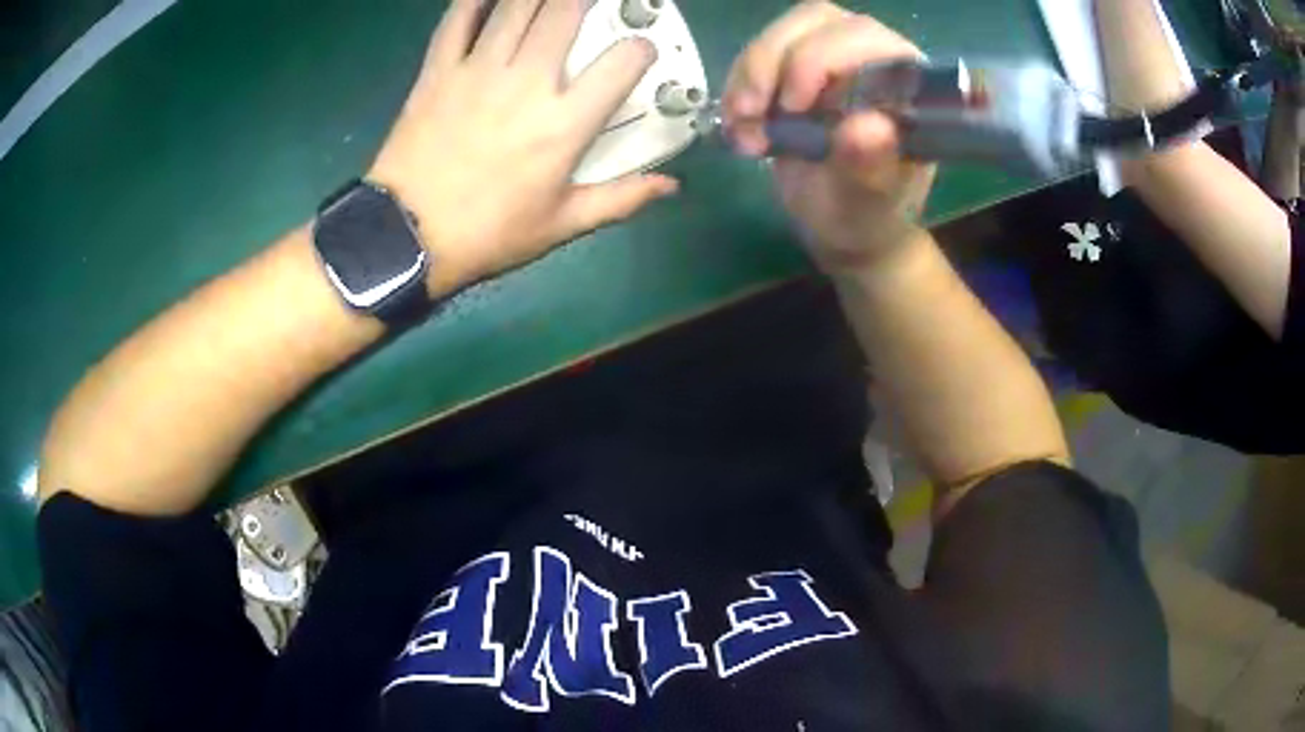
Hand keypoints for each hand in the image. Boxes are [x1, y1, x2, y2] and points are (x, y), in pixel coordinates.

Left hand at [370, 0, 678, 290]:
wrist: (406, 237)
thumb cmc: (487, 234)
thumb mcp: (561, 225)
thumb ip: (620, 199)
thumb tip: (671, 185)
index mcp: (564, 124)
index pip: (622, 64)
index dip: (641, 49)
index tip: (639, 52)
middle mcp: (527, 83)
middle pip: (566, 13)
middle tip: (594, 2)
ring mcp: (478, 71)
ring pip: (516, 6)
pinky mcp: (438, 71)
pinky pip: (458, 20)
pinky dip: (474, 0)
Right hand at [724, 1, 935, 273]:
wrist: (840, 224)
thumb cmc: (863, 215)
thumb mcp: (865, 202)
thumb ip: (868, 167)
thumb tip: (869, 127)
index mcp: (906, 84)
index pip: (863, 38)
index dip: (819, 57)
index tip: (791, 108)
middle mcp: (874, 56)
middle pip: (815, 21)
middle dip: (771, 62)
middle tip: (749, 114)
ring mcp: (834, 55)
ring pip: (782, 33)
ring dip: (749, 73)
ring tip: (742, 124)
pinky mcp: (799, 64)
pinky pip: (759, 53)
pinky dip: (738, 84)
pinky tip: (739, 122)